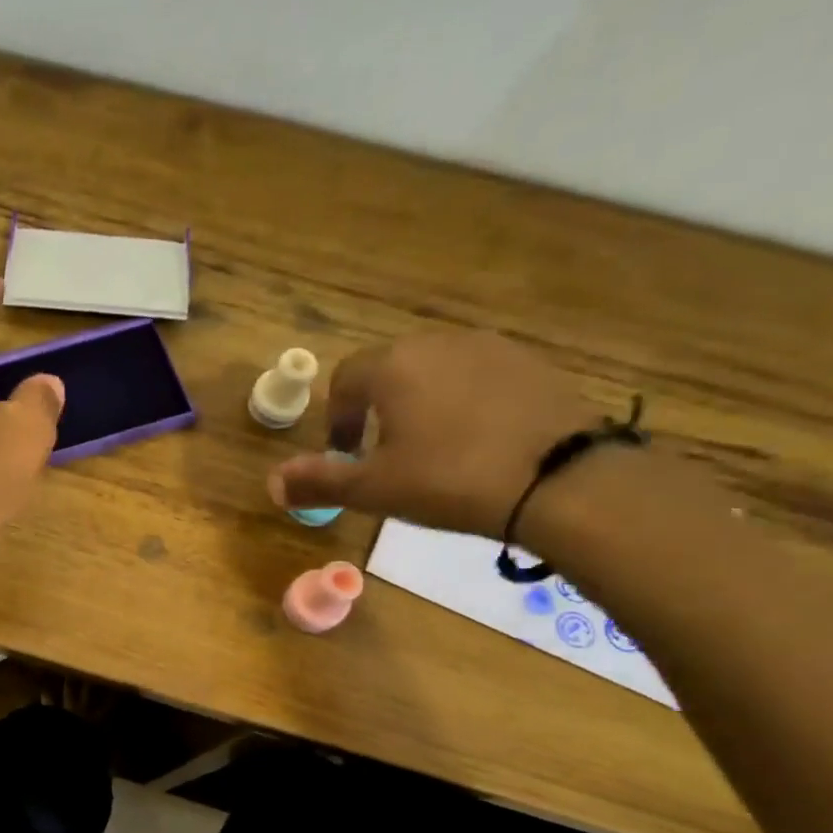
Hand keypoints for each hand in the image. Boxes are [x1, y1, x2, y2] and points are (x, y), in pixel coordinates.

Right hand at [268, 331, 601, 536]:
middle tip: (384, 454)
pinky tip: (478, 441)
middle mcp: (438, 343)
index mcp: (392, 367)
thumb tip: (272, 483)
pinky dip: (465, 402)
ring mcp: (490, 348)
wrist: (560, 479)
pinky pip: (479, 377)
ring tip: (432, 448)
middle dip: (377, 408)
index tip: (345, 454)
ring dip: (421, 402)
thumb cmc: (449, 480)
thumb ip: (319, 482)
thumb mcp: (374, 489)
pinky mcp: (532, 364)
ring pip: (436, 371)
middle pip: (390, 370)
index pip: (345, 380)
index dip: (337, 418)